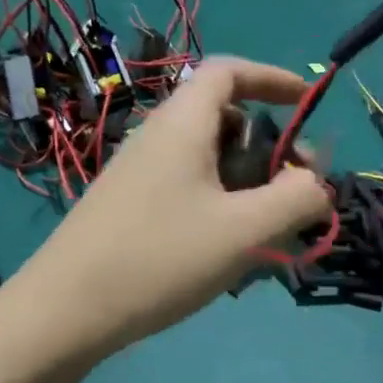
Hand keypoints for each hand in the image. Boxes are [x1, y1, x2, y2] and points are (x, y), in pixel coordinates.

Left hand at [7, 58, 331, 358]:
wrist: (64, 311)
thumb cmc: (160, 258)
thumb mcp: (244, 231)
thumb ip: (296, 200)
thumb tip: (317, 185)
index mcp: (182, 124)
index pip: (228, 72)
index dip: (271, 78)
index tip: (306, 103)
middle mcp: (158, 137)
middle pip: (224, 119)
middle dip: (269, 147)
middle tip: (295, 190)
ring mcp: (139, 173)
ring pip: (208, 161)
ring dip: (247, 184)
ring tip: (267, 232)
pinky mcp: (130, 206)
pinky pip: (188, 188)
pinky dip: (220, 205)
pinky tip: (226, 252)